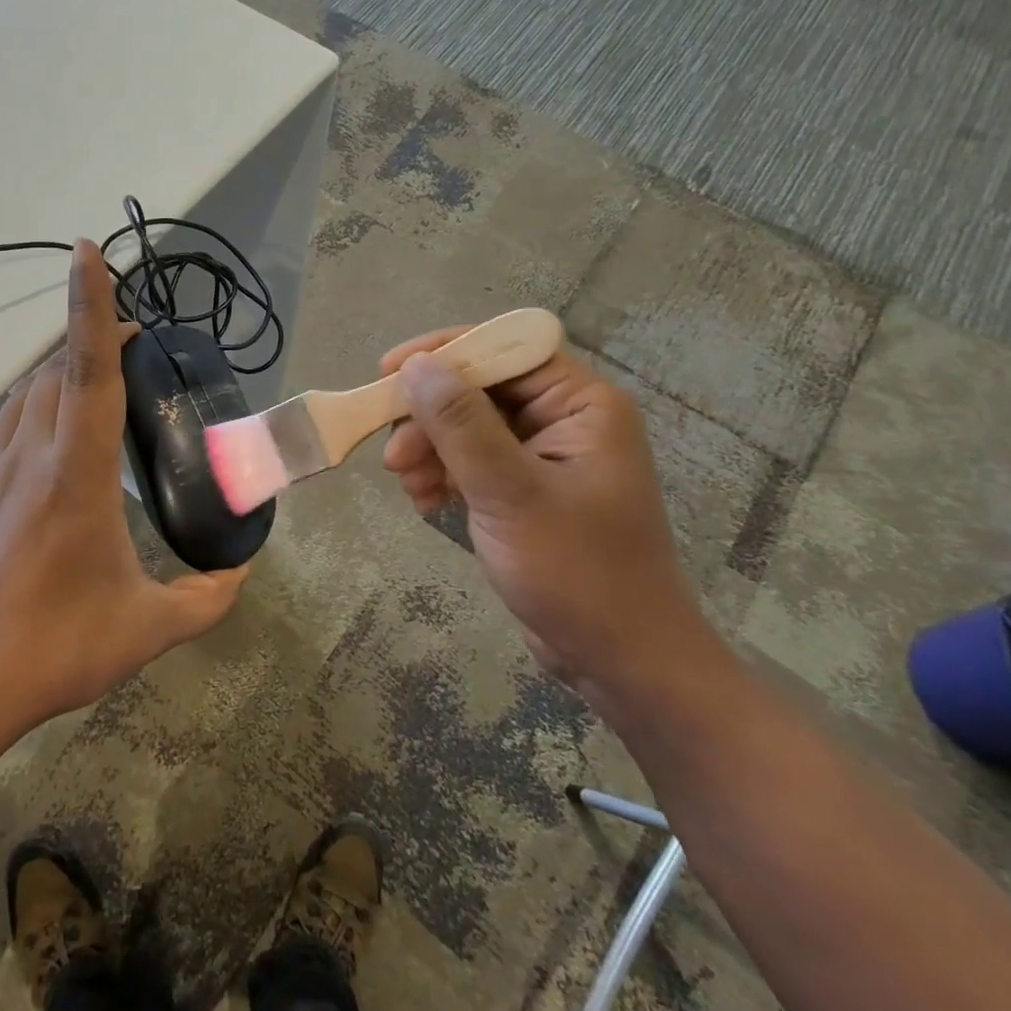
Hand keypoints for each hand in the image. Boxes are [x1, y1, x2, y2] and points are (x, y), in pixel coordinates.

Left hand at [0, 240, 249, 731]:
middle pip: (55, 368)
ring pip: (26, 392)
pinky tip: (54, 441)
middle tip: (134, 345)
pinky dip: (36, 407)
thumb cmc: (55, 647)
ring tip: (97, 384)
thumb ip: (205, 599)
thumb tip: (241, 575)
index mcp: (76, 473)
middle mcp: (30, 455)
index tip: (87, 253)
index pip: (87, 369)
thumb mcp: (145, 628)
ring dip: (61, 371)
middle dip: (91, 337)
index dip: (89, 305)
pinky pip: (8, 425)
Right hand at [380, 331, 717, 694]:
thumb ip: (461, 424)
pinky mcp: (526, 489)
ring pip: (468, 427)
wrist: (622, 661)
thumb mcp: (510, 493)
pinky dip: (444, 475)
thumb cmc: (578, 572)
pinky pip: (473, 461)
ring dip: (430, 450)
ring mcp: (544, 456)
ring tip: (406, 486)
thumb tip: (415, 367)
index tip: (389, 372)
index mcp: (581, 404)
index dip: (446, 352)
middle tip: (393, 456)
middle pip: (479, 389)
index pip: (506, 349)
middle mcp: (565, 419)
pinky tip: (424, 502)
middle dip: (430, 418)